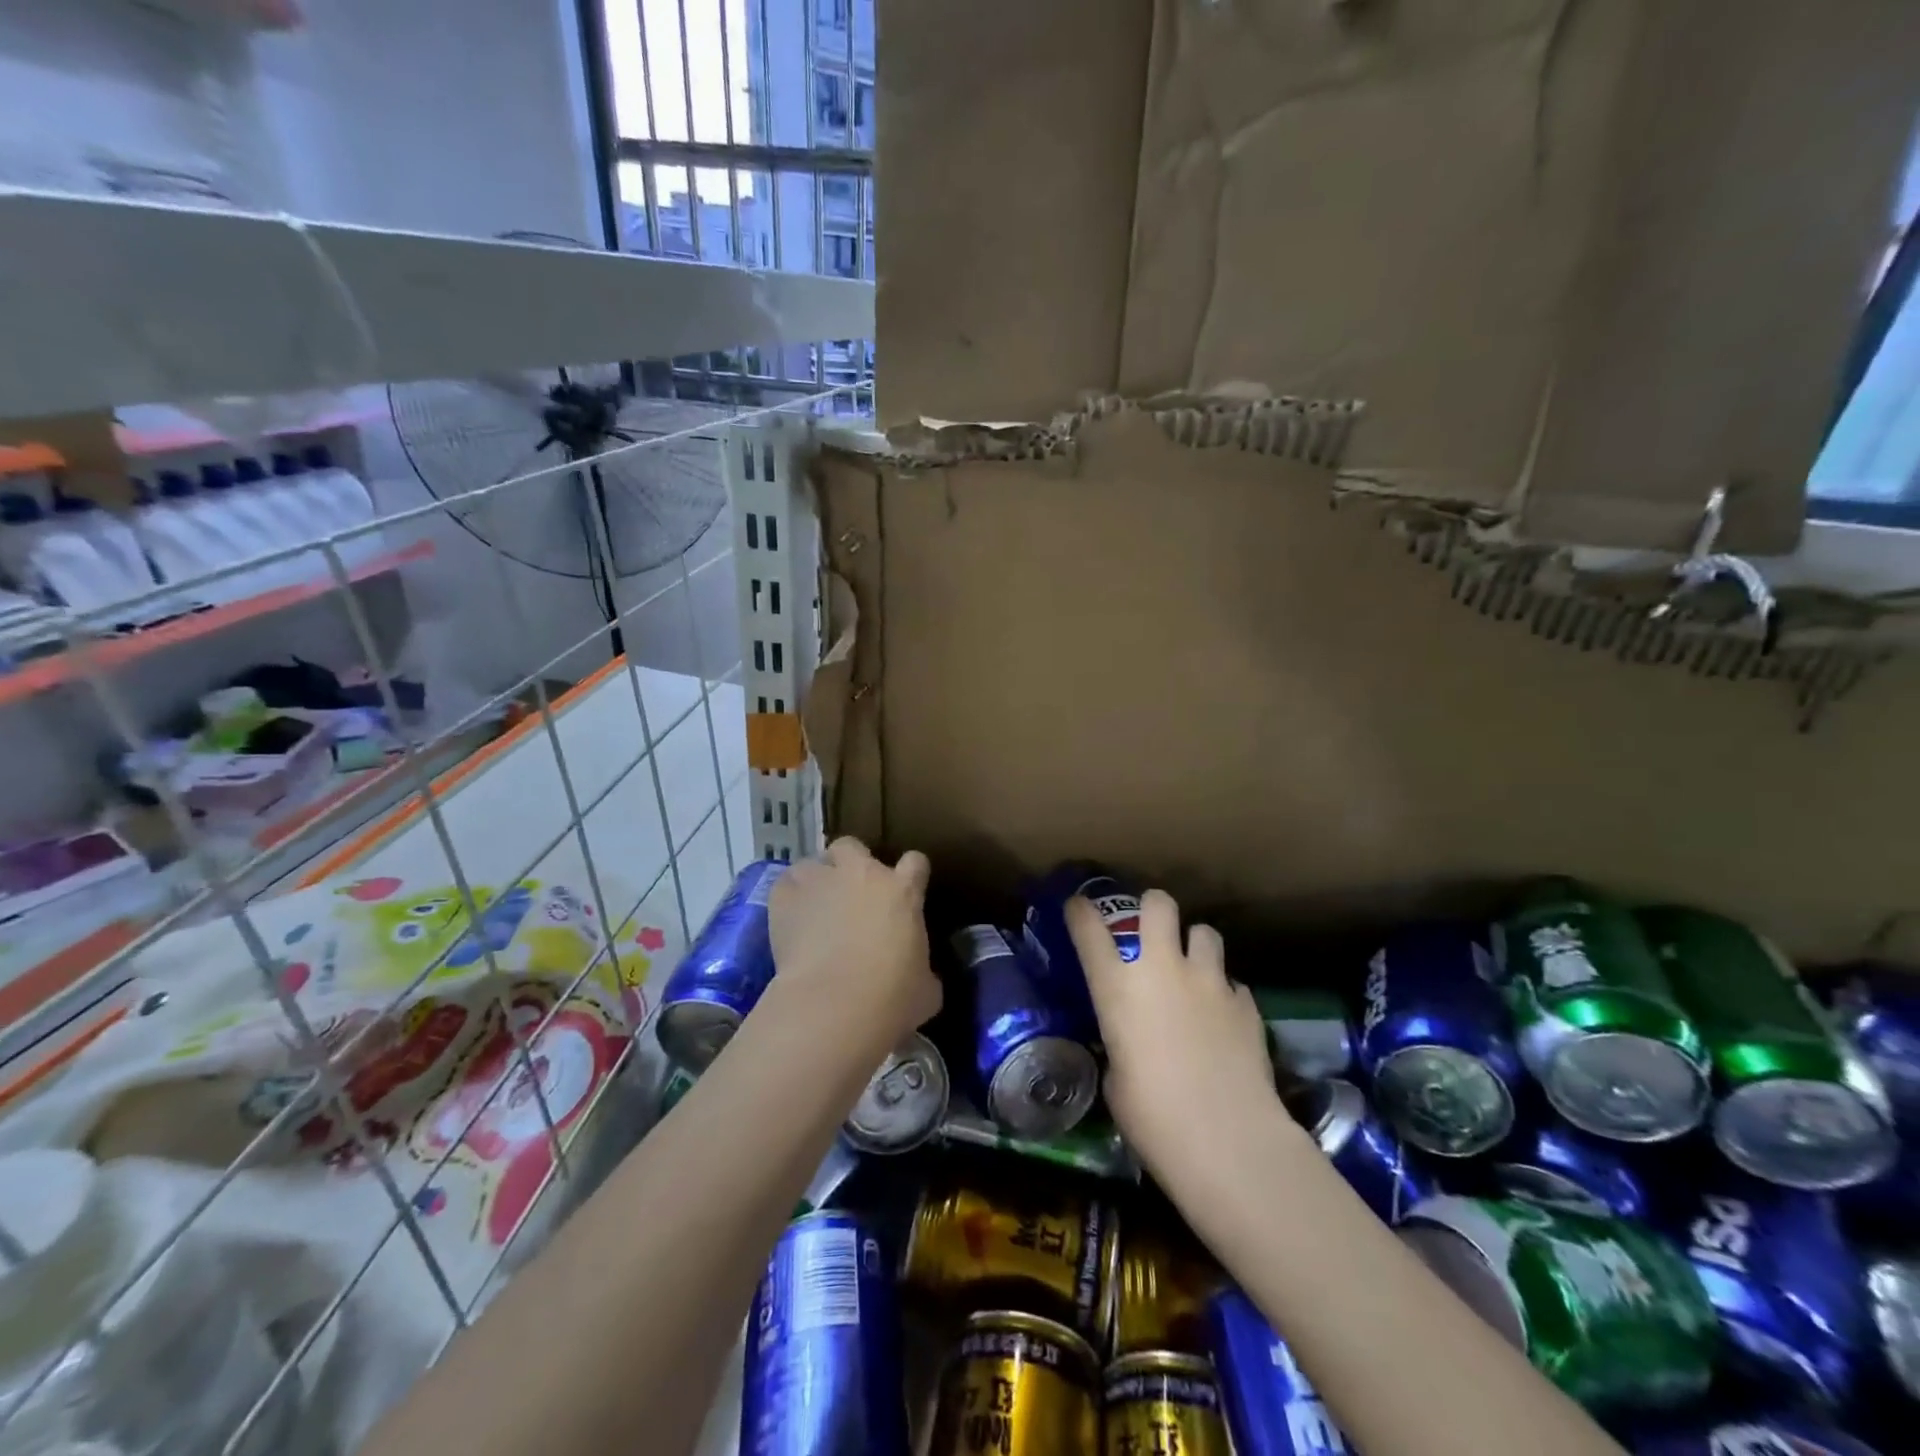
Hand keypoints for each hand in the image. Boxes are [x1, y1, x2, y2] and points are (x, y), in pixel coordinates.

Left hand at [767, 838, 940, 1048]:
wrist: (834, 1006)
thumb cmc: (891, 999)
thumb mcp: (926, 989)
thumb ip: (923, 969)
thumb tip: (920, 974)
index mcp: (903, 892)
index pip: (915, 863)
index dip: (911, 874)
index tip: (907, 891)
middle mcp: (862, 874)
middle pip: (852, 846)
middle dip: (850, 863)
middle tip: (849, 893)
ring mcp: (820, 880)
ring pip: (813, 862)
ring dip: (815, 881)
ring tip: (813, 908)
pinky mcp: (785, 896)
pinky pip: (785, 885)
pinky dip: (787, 899)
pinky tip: (789, 921)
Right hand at [1067, 889, 1281, 1180]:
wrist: (1227, 1138)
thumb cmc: (1153, 1116)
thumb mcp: (1116, 1079)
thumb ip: (1120, 1045)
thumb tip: (1130, 1044)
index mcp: (1117, 986)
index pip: (1088, 927)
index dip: (1080, 911)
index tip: (1078, 908)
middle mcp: (1162, 968)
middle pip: (1158, 904)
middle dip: (1152, 909)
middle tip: (1151, 931)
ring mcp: (1209, 981)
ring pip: (1204, 931)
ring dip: (1194, 946)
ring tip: (1194, 971)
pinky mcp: (1245, 1003)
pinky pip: (1231, 982)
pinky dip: (1224, 993)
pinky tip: (1223, 1019)